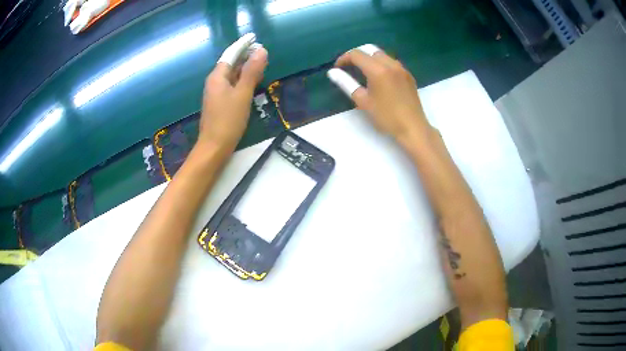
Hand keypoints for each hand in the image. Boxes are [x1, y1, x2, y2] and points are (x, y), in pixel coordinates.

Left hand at [199, 45, 267, 149]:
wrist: (214, 147)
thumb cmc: (228, 120)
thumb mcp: (242, 94)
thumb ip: (252, 72)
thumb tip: (261, 50)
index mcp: (217, 76)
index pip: (231, 54)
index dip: (243, 45)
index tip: (254, 37)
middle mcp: (214, 82)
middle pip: (231, 63)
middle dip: (245, 55)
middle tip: (262, 52)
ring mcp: (216, 93)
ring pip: (232, 75)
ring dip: (245, 68)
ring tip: (261, 64)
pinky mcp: (219, 103)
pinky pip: (231, 85)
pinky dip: (242, 80)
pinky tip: (252, 82)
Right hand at [328, 45, 432, 143]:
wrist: (413, 128)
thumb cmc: (386, 117)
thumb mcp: (363, 101)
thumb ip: (346, 83)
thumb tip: (332, 72)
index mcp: (378, 70)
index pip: (356, 54)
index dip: (344, 58)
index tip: (337, 68)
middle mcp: (391, 64)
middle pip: (370, 49)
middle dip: (357, 55)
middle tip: (348, 67)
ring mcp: (401, 68)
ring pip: (381, 54)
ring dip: (369, 58)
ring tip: (362, 71)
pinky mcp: (408, 75)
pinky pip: (391, 62)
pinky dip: (381, 63)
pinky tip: (378, 77)